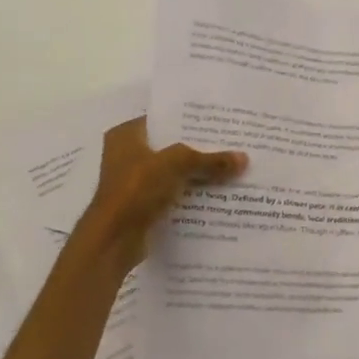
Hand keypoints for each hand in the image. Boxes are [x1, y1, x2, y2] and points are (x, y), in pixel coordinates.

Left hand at [75, 118, 246, 272]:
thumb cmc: (137, 189)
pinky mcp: (141, 206)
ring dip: (196, 174)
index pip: (163, 119)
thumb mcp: (177, 164)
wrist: (114, 239)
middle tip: (231, 144)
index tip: (219, 122)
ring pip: (173, 172)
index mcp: (126, 135)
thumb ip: (210, 160)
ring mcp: (133, 183)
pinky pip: (172, 194)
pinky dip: (190, 195)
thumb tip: (244, 158)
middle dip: (198, 148)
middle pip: (170, 147)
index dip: (190, 120)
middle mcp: (126, 155)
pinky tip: (217, 194)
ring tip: (231, 168)